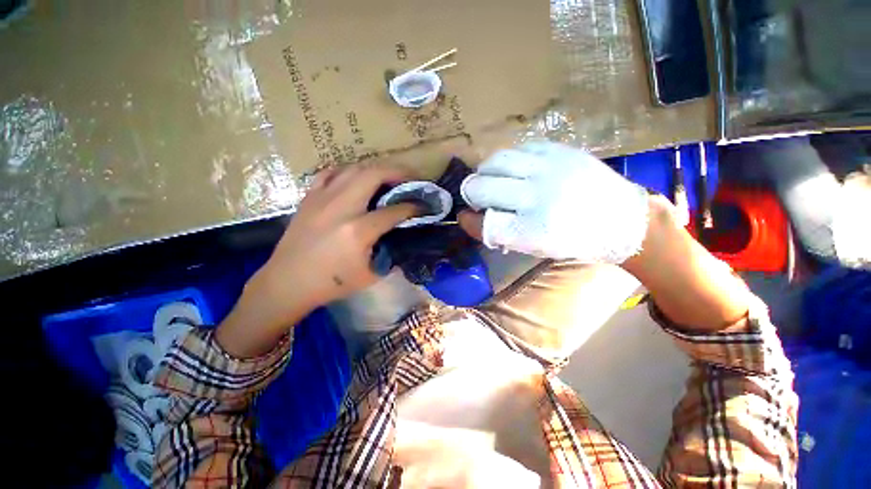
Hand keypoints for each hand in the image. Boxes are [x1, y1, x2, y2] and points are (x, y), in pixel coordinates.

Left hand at [216, 164, 418, 356]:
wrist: (287, 282)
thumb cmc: (332, 284)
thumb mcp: (371, 275)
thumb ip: (392, 253)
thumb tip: (405, 236)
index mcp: (358, 231)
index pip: (394, 211)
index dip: (414, 207)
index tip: (424, 205)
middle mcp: (341, 208)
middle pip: (374, 174)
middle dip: (398, 172)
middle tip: (410, 178)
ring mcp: (322, 199)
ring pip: (354, 168)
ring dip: (376, 169)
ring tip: (388, 177)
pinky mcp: (309, 198)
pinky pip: (331, 173)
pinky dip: (348, 172)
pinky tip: (356, 180)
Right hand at [458, 142, 649, 262]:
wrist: (620, 219)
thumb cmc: (572, 240)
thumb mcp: (534, 247)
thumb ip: (500, 233)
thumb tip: (471, 216)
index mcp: (533, 230)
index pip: (484, 223)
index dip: (470, 220)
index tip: (467, 217)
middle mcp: (538, 196)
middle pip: (483, 187)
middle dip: (473, 193)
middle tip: (479, 197)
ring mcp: (549, 168)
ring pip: (496, 161)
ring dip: (486, 172)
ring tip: (493, 179)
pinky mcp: (559, 150)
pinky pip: (518, 148)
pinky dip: (509, 161)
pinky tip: (516, 170)